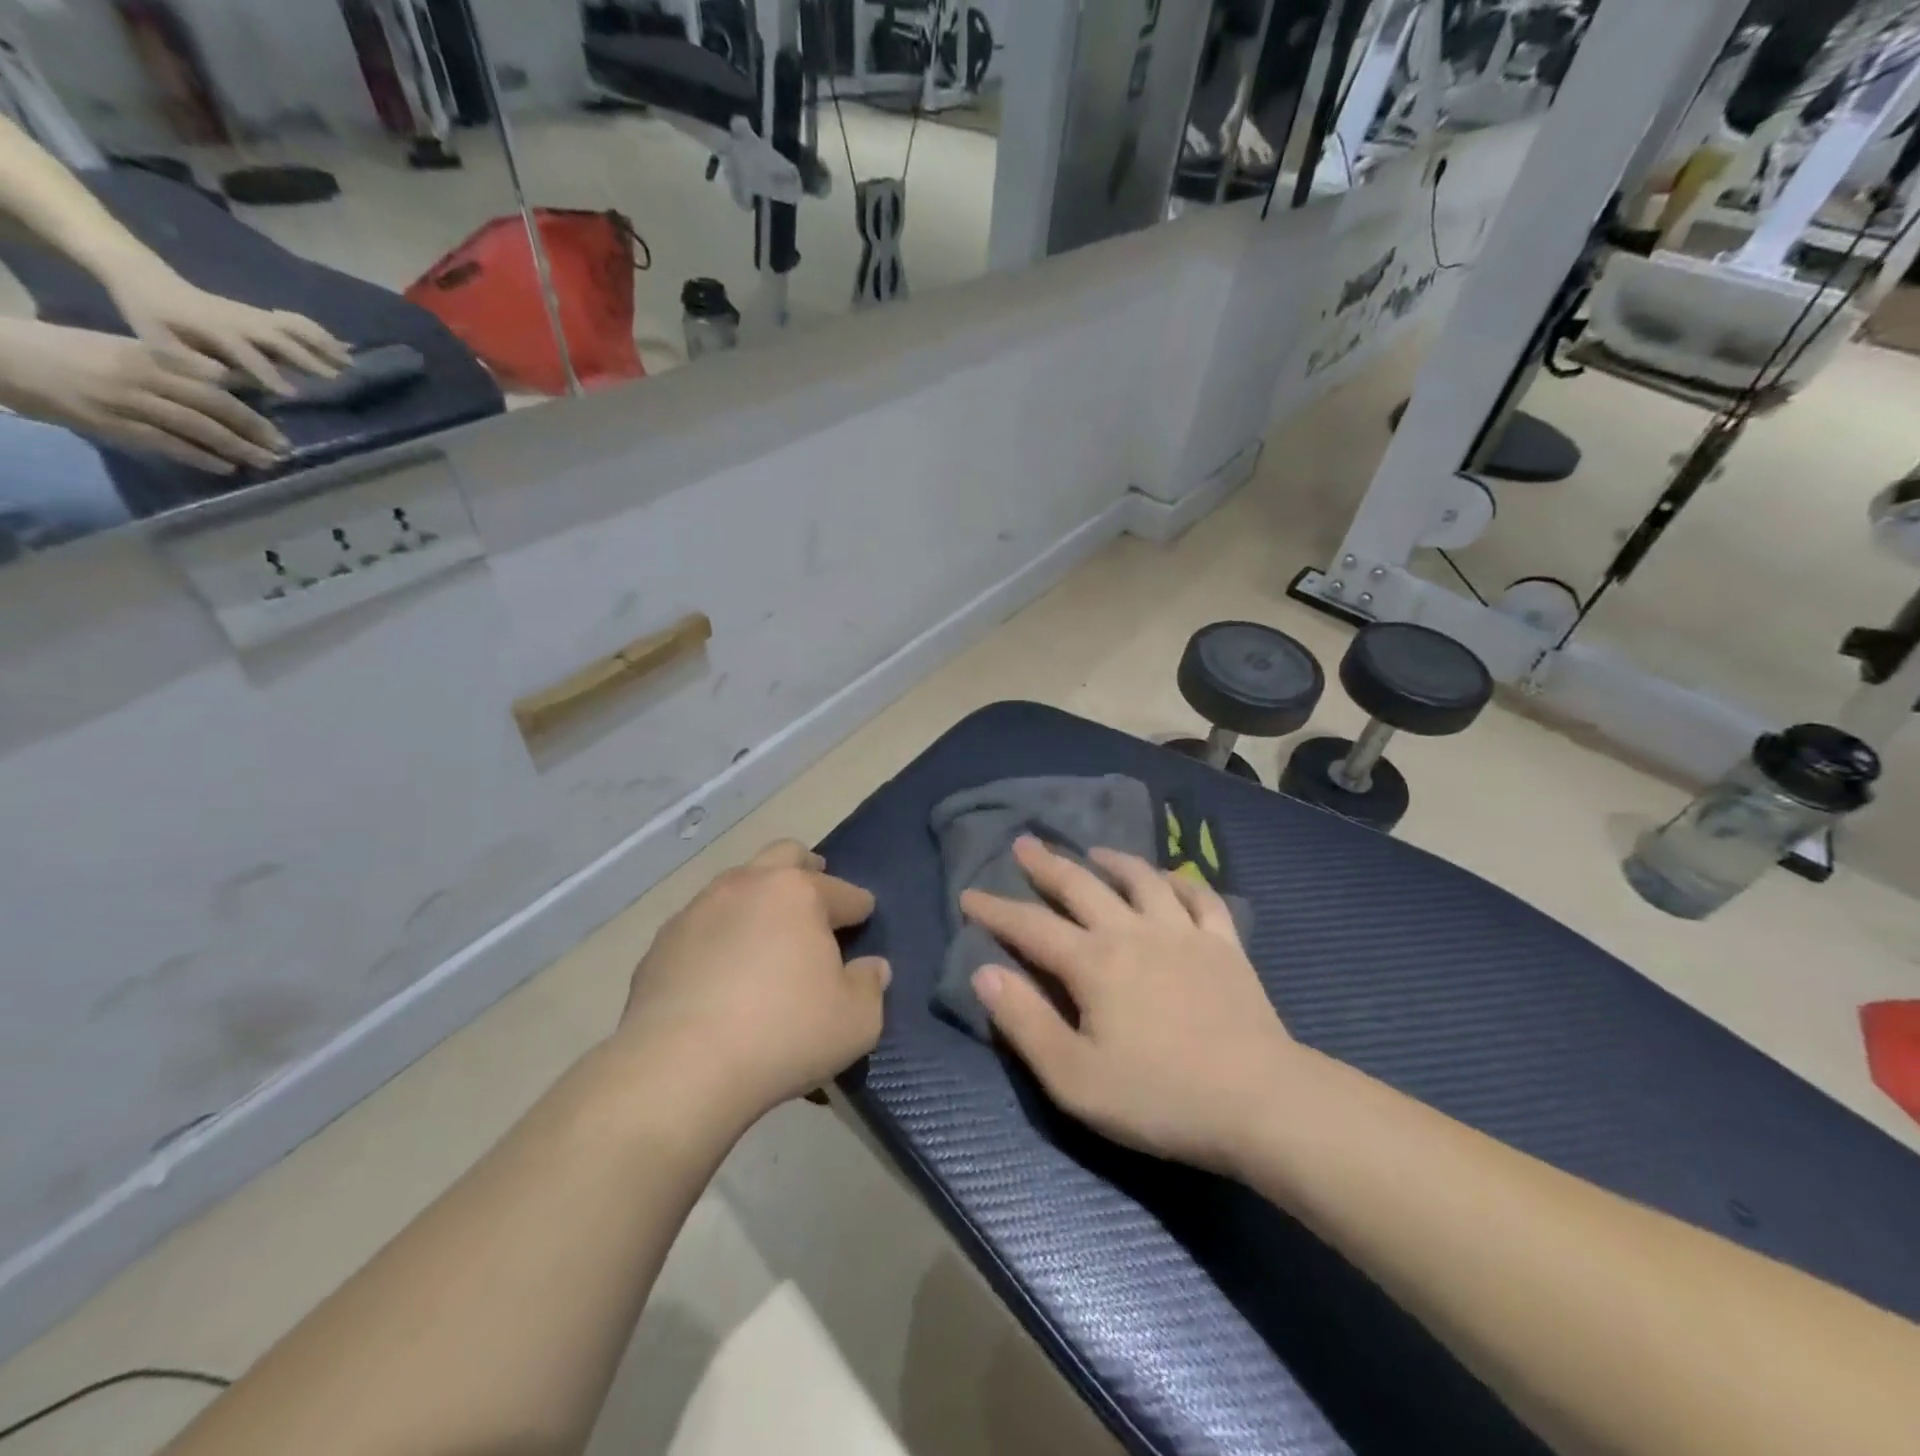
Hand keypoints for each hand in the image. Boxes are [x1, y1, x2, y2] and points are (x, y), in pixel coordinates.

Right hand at [0, 317, 287, 471]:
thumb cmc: (67, 351)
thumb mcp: (122, 350)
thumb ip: (169, 368)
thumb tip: (222, 387)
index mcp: (147, 356)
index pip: (212, 385)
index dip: (250, 409)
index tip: (278, 428)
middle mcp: (142, 377)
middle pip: (212, 407)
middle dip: (254, 431)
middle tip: (284, 450)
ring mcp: (125, 401)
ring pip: (195, 428)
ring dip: (236, 448)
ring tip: (265, 463)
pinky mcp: (108, 422)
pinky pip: (164, 443)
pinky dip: (198, 457)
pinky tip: (225, 468)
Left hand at [99, 257, 350, 393]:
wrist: (146, 278)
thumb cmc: (150, 317)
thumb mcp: (155, 342)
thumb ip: (189, 362)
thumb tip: (224, 378)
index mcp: (213, 329)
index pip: (246, 354)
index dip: (268, 373)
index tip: (293, 394)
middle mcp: (240, 321)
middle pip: (280, 339)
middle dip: (308, 358)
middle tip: (337, 379)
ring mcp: (253, 314)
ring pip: (295, 327)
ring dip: (324, 344)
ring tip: (350, 362)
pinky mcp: (261, 313)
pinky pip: (296, 321)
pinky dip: (321, 333)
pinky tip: (341, 346)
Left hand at [614, 841, 889, 1128]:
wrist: (678, 1068)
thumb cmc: (783, 1034)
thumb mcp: (856, 1021)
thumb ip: (870, 986)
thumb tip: (872, 968)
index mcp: (799, 893)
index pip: (843, 892)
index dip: (859, 906)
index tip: (864, 918)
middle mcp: (748, 886)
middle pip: (784, 856)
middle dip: (806, 871)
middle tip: (816, 898)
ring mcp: (698, 909)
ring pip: (737, 885)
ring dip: (759, 900)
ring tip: (767, 937)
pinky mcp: (662, 942)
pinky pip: (702, 924)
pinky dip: (721, 935)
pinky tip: (722, 971)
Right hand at [963, 837, 1296, 1173]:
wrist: (1260, 1103)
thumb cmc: (1159, 1097)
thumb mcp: (1074, 1077)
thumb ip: (1024, 1022)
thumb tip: (984, 972)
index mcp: (1093, 963)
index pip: (1031, 926)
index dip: (995, 909)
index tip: (969, 894)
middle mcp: (1133, 932)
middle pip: (1081, 885)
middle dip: (1047, 865)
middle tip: (1024, 843)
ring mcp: (1183, 933)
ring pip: (1141, 879)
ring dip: (1112, 860)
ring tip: (1093, 850)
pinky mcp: (1225, 945)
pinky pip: (1200, 898)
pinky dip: (1180, 881)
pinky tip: (1170, 879)